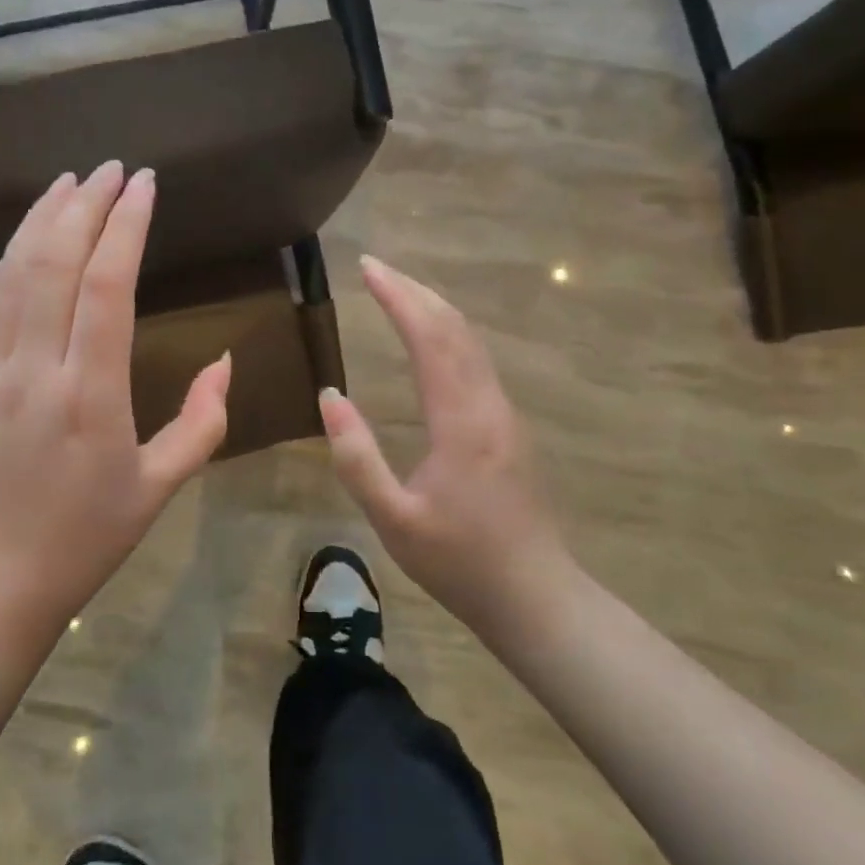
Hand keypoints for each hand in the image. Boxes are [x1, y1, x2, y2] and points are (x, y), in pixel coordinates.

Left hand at [0, 161, 231, 648]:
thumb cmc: (82, 541)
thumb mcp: (158, 489)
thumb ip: (202, 423)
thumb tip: (226, 363)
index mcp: (90, 393)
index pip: (106, 283)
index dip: (126, 224)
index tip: (144, 184)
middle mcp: (34, 368)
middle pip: (55, 261)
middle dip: (85, 204)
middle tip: (111, 169)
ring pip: (12, 272)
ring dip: (40, 219)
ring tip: (67, 182)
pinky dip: (4, 261)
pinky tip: (21, 242)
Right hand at [318, 256, 570, 647]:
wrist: (535, 596)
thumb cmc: (458, 562)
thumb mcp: (393, 520)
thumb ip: (357, 458)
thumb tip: (330, 397)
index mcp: (461, 422)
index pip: (430, 338)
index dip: (398, 297)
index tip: (367, 268)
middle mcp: (488, 405)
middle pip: (455, 328)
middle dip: (415, 290)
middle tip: (375, 267)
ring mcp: (504, 413)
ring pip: (471, 341)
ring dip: (434, 308)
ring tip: (397, 290)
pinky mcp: (508, 426)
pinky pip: (476, 360)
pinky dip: (448, 332)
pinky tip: (431, 337)